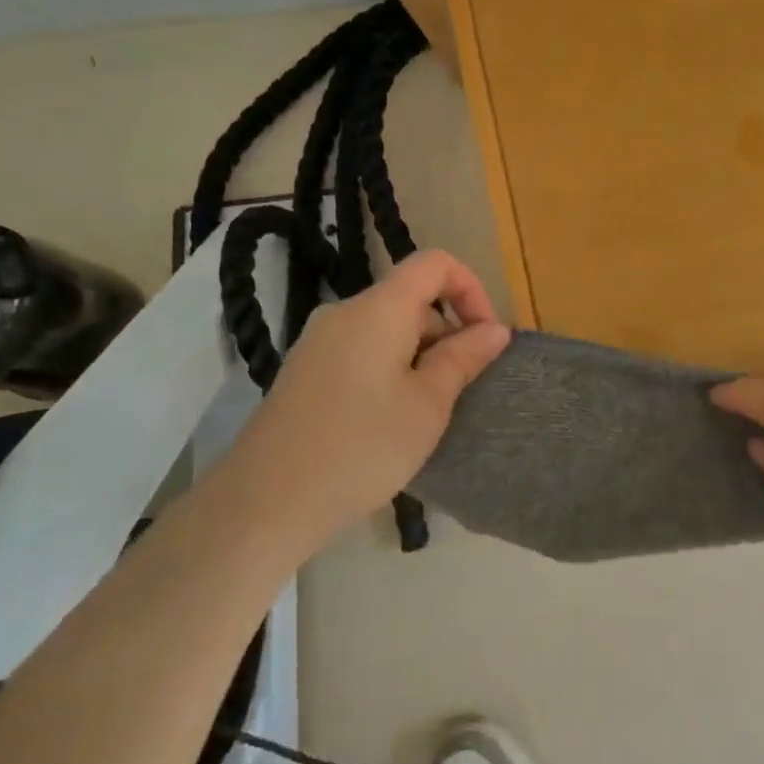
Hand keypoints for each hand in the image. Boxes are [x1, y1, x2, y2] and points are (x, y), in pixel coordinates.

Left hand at [233, 250, 509, 542]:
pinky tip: (389, 423)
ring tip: (425, 416)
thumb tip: (495, 329)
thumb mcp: (428, 404)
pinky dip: (390, 371)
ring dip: (420, 358)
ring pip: (387, 330)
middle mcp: (344, 312)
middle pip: (411, 300)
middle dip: (447, 335)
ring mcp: (318, 342)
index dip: (471, 289)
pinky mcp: (305, 372)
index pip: (435, 263)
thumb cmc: (363, 447)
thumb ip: (464, 358)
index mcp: (378, 309)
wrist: (267, 500)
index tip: (485, 339)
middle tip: (459, 393)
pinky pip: (361, 353)